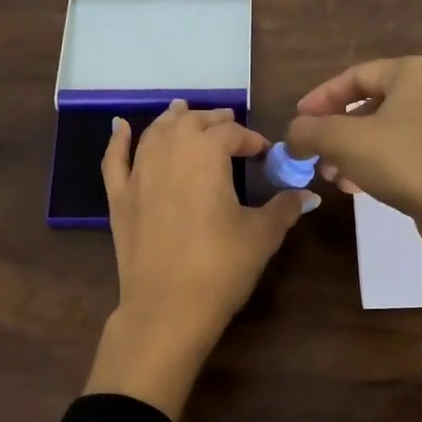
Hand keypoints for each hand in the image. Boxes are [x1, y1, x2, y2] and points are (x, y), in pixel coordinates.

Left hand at [84, 101, 317, 419]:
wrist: (167, 308)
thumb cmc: (220, 268)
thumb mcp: (261, 236)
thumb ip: (283, 208)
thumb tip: (306, 194)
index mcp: (206, 154)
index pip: (231, 134)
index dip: (251, 139)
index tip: (264, 153)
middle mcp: (169, 152)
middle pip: (191, 124)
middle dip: (213, 121)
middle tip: (229, 126)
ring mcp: (138, 174)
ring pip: (155, 134)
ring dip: (172, 120)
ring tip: (184, 112)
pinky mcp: (119, 199)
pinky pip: (115, 160)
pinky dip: (118, 140)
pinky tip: (120, 126)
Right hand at [288, 56, 421, 379]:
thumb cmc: (403, 162)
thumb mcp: (343, 142)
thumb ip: (309, 132)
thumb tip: (292, 136)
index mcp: (414, 71)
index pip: (354, 76)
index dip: (319, 99)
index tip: (298, 121)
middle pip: (371, 105)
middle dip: (336, 132)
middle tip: (314, 154)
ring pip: (387, 130)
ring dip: (354, 152)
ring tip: (332, 176)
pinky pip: (406, 149)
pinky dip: (378, 162)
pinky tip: (358, 186)